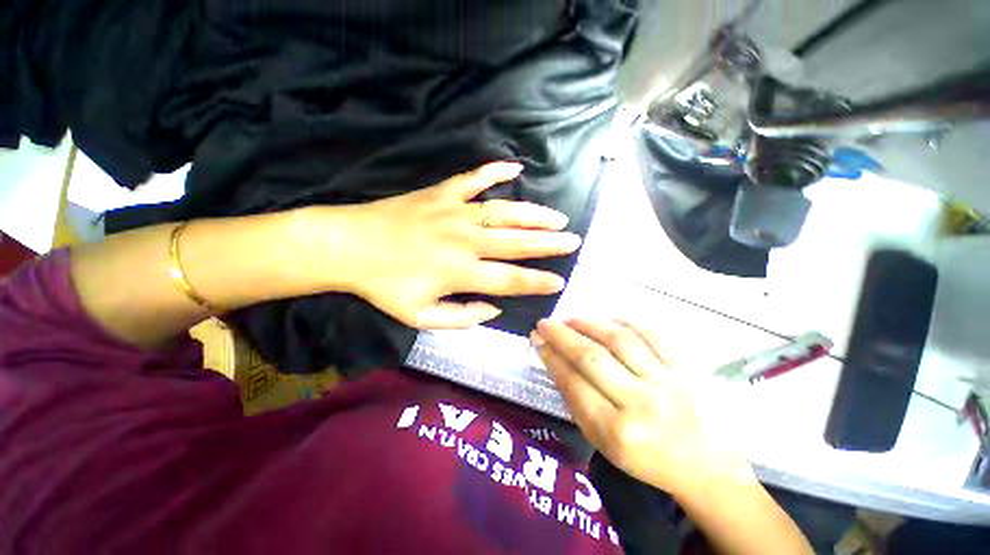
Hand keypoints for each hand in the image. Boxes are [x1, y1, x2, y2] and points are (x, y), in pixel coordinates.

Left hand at [330, 162, 581, 328]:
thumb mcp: (420, 317)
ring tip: (558, 217)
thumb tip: (493, 309)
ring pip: (504, 211)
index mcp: (460, 272)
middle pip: (516, 242)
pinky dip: (495, 171)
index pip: (510, 280)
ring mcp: (455, 212)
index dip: (537, 282)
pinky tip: (516, 168)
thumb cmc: (384, 285)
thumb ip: (461, 318)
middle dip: (548, 244)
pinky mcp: (442, 193)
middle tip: (573, 241)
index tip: (559, 281)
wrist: (348, 246)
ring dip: (534, 214)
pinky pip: (474, 178)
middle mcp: (465, 240)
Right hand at [531, 318, 754, 498]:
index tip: (537, 338)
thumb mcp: (602, 441)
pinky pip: (653, 334)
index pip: (573, 383)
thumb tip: (554, 359)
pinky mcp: (686, 368)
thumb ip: (576, 400)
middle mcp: (641, 404)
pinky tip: (608, 318)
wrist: (703, 465)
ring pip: (620, 340)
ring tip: (572, 318)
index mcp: (616, 431)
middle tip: (546, 323)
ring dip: (590, 323)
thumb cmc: (644, 458)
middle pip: (592, 357)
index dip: (551, 356)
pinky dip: (626, 321)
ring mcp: (667, 382)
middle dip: (562, 335)